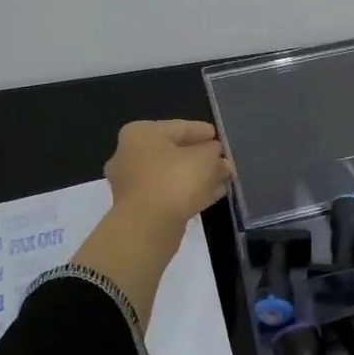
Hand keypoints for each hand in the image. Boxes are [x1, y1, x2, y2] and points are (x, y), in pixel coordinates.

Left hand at [103, 119, 233, 232]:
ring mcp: (132, 182)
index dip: (203, 132)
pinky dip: (189, 192)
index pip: (180, 127)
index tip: (220, 137)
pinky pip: (169, 193)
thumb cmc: (175, 180)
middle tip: (222, 161)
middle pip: (174, 151)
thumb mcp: (205, 160)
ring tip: (222, 179)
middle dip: (201, 157)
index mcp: (141, 133)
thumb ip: (215, 155)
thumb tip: (221, 161)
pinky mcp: (139, 207)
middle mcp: (130, 154)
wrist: (148, 227)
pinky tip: (212, 195)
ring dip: (197, 177)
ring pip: (173, 174)